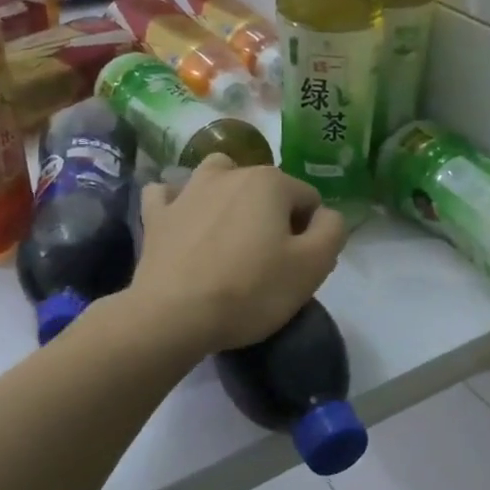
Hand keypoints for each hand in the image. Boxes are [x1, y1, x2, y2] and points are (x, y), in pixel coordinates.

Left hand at [131, 155, 347, 352]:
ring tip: (229, 233)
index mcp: (270, 182)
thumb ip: (332, 230)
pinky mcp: (156, 215)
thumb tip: (326, 215)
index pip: (309, 199)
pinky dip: (179, 203)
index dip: (311, 232)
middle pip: (267, 189)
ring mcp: (187, 191)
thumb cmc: (251, 290)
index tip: (299, 265)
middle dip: (273, 216)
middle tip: (268, 261)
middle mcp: (229, 173)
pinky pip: (169, 195)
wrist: (174, 315)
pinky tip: (184, 221)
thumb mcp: (313, 266)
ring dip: (229, 196)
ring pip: (218, 178)